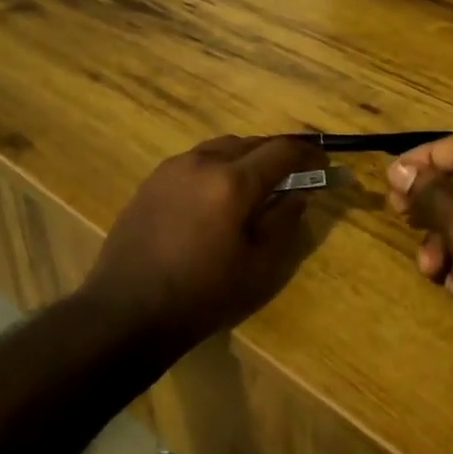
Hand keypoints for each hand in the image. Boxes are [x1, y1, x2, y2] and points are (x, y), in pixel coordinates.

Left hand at [84, 135, 328, 345]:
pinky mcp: (152, 180)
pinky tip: (216, 196)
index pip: (282, 151)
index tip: (324, 164)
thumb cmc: (203, 295)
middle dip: (276, 155)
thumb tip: (300, 192)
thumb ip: (284, 221)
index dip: (308, 154)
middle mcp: (202, 162)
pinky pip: (194, 161)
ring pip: (220, 148)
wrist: (127, 310)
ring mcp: (172, 168)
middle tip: (293, 176)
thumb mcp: (258, 266)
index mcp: (232, 182)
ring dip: (244, 158)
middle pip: (250, 143)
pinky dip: (216, 168)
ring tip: (254, 185)